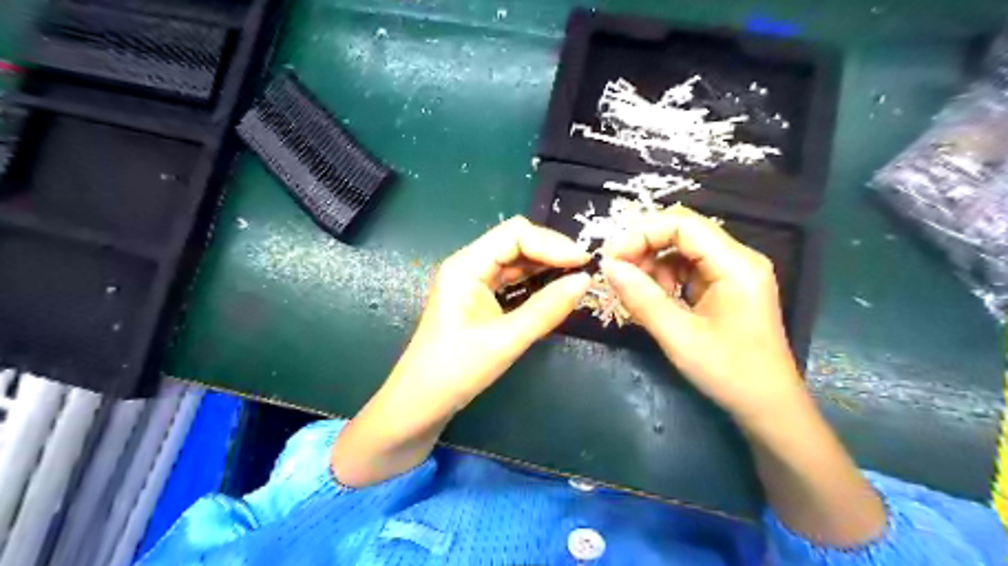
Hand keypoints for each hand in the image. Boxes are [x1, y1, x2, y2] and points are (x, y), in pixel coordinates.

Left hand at [338, 217, 592, 485]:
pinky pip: (513, 281)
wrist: (421, 404)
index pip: (515, 234)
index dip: (552, 244)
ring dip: (546, 266)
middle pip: (516, 242)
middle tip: (585, 270)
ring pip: (516, 261)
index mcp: (466, 266)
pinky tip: (555, 290)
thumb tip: (586, 280)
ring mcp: (474, 282)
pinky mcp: (479, 298)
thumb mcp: (506, 340)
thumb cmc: (456, 371)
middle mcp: (469, 265)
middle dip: (551, 252)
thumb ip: (546, 309)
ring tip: (577, 278)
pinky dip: (536, 282)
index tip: (584, 263)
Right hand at [602, 204, 807, 423]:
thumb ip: (642, 298)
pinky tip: (653, 299)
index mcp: (735, 264)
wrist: (768, 406)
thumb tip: (608, 267)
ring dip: (652, 264)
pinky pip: (687, 269)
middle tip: (615, 271)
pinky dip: (664, 278)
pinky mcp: (725, 286)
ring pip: (681, 249)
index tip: (610, 257)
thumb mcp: (679, 337)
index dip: (641, 233)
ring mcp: (732, 272)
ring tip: (634, 291)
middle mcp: (737, 259)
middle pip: (682, 232)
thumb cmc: (729, 373)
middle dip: (644, 246)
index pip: (682, 225)